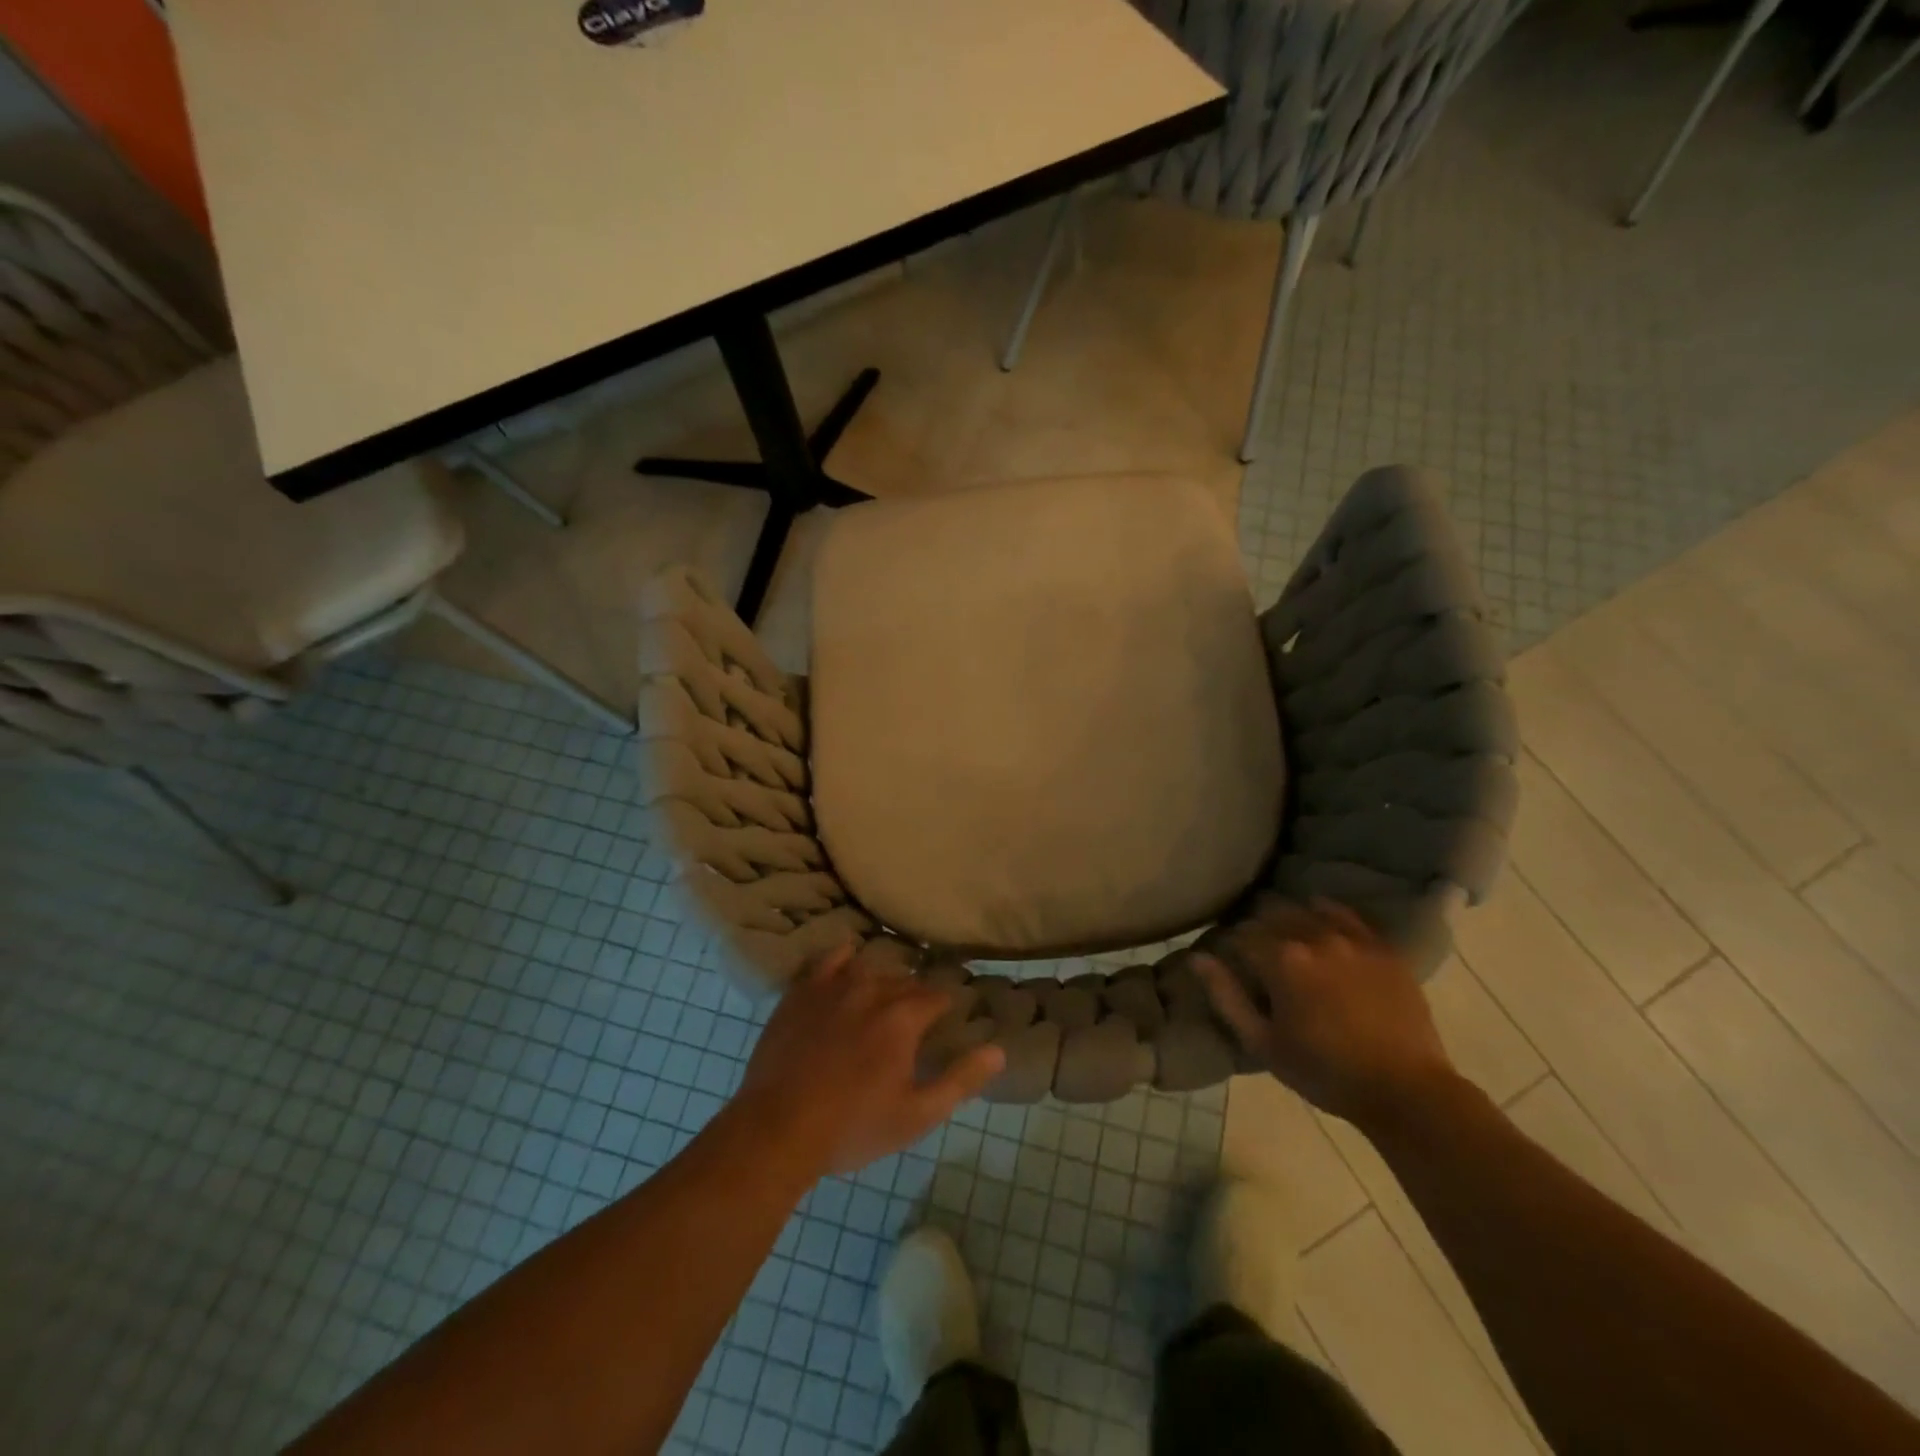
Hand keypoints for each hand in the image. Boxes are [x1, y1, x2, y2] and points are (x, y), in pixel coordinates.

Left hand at [734, 941, 1005, 1177]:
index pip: (938, 996)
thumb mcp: (917, 1115)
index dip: (947, 1007)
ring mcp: (834, 986)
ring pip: (872, 968)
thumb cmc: (853, 1127)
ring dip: (884, 981)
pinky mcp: (802, 991)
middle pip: (906, 981)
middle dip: (916, 997)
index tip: (948, 1019)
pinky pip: (830, 959)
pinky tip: (849, 964)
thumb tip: (998, 1050)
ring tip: (884, 1000)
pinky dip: (845, 958)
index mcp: (904, 1017)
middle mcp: (873, 989)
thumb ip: (961, 1080)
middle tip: (915, 1021)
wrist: (777, 1129)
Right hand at [1196, 902, 1454, 1127]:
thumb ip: (1226, 996)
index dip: (1231, 947)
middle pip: (1271, 913)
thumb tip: (1198, 958)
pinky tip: (1321, 923)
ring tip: (1288, 939)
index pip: (1241, 935)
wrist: (1405, 1090)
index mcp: (1281, 960)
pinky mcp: (1382, 947)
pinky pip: (1346, 914)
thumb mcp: (1263, 1042)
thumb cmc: (1324, 1072)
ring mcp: (1352, 939)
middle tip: (1257, 952)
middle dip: (1257, 927)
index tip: (1232, 962)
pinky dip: (1326, 913)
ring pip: (1306, 908)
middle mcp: (1314, 937)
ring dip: (1290, 918)